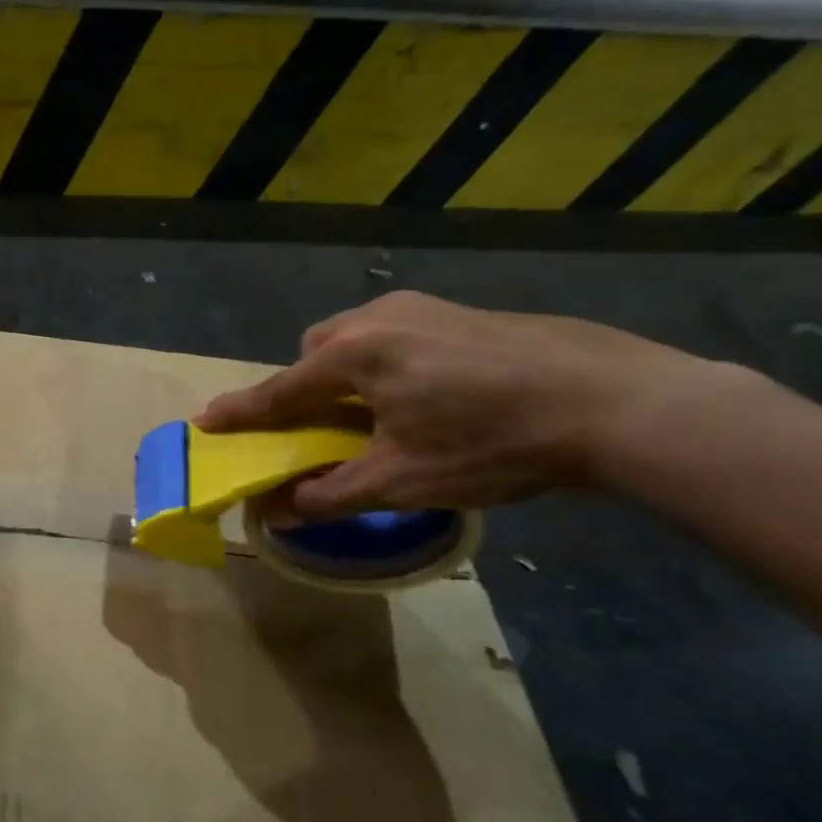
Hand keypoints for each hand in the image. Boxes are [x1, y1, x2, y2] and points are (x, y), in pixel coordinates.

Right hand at [196, 291, 718, 518]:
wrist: (616, 402)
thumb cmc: (494, 443)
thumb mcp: (405, 480)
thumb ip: (331, 495)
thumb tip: (277, 513)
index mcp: (355, 356)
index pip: (280, 389)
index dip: (241, 411)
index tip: (205, 420)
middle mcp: (377, 319)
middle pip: (315, 351)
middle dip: (303, 385)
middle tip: (320, 425)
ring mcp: (421, 308)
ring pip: (354, 337)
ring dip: (344, 371)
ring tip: (374, 411)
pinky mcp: (459, 311)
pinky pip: (393, 333)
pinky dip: (383, 361)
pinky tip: (424, 393)